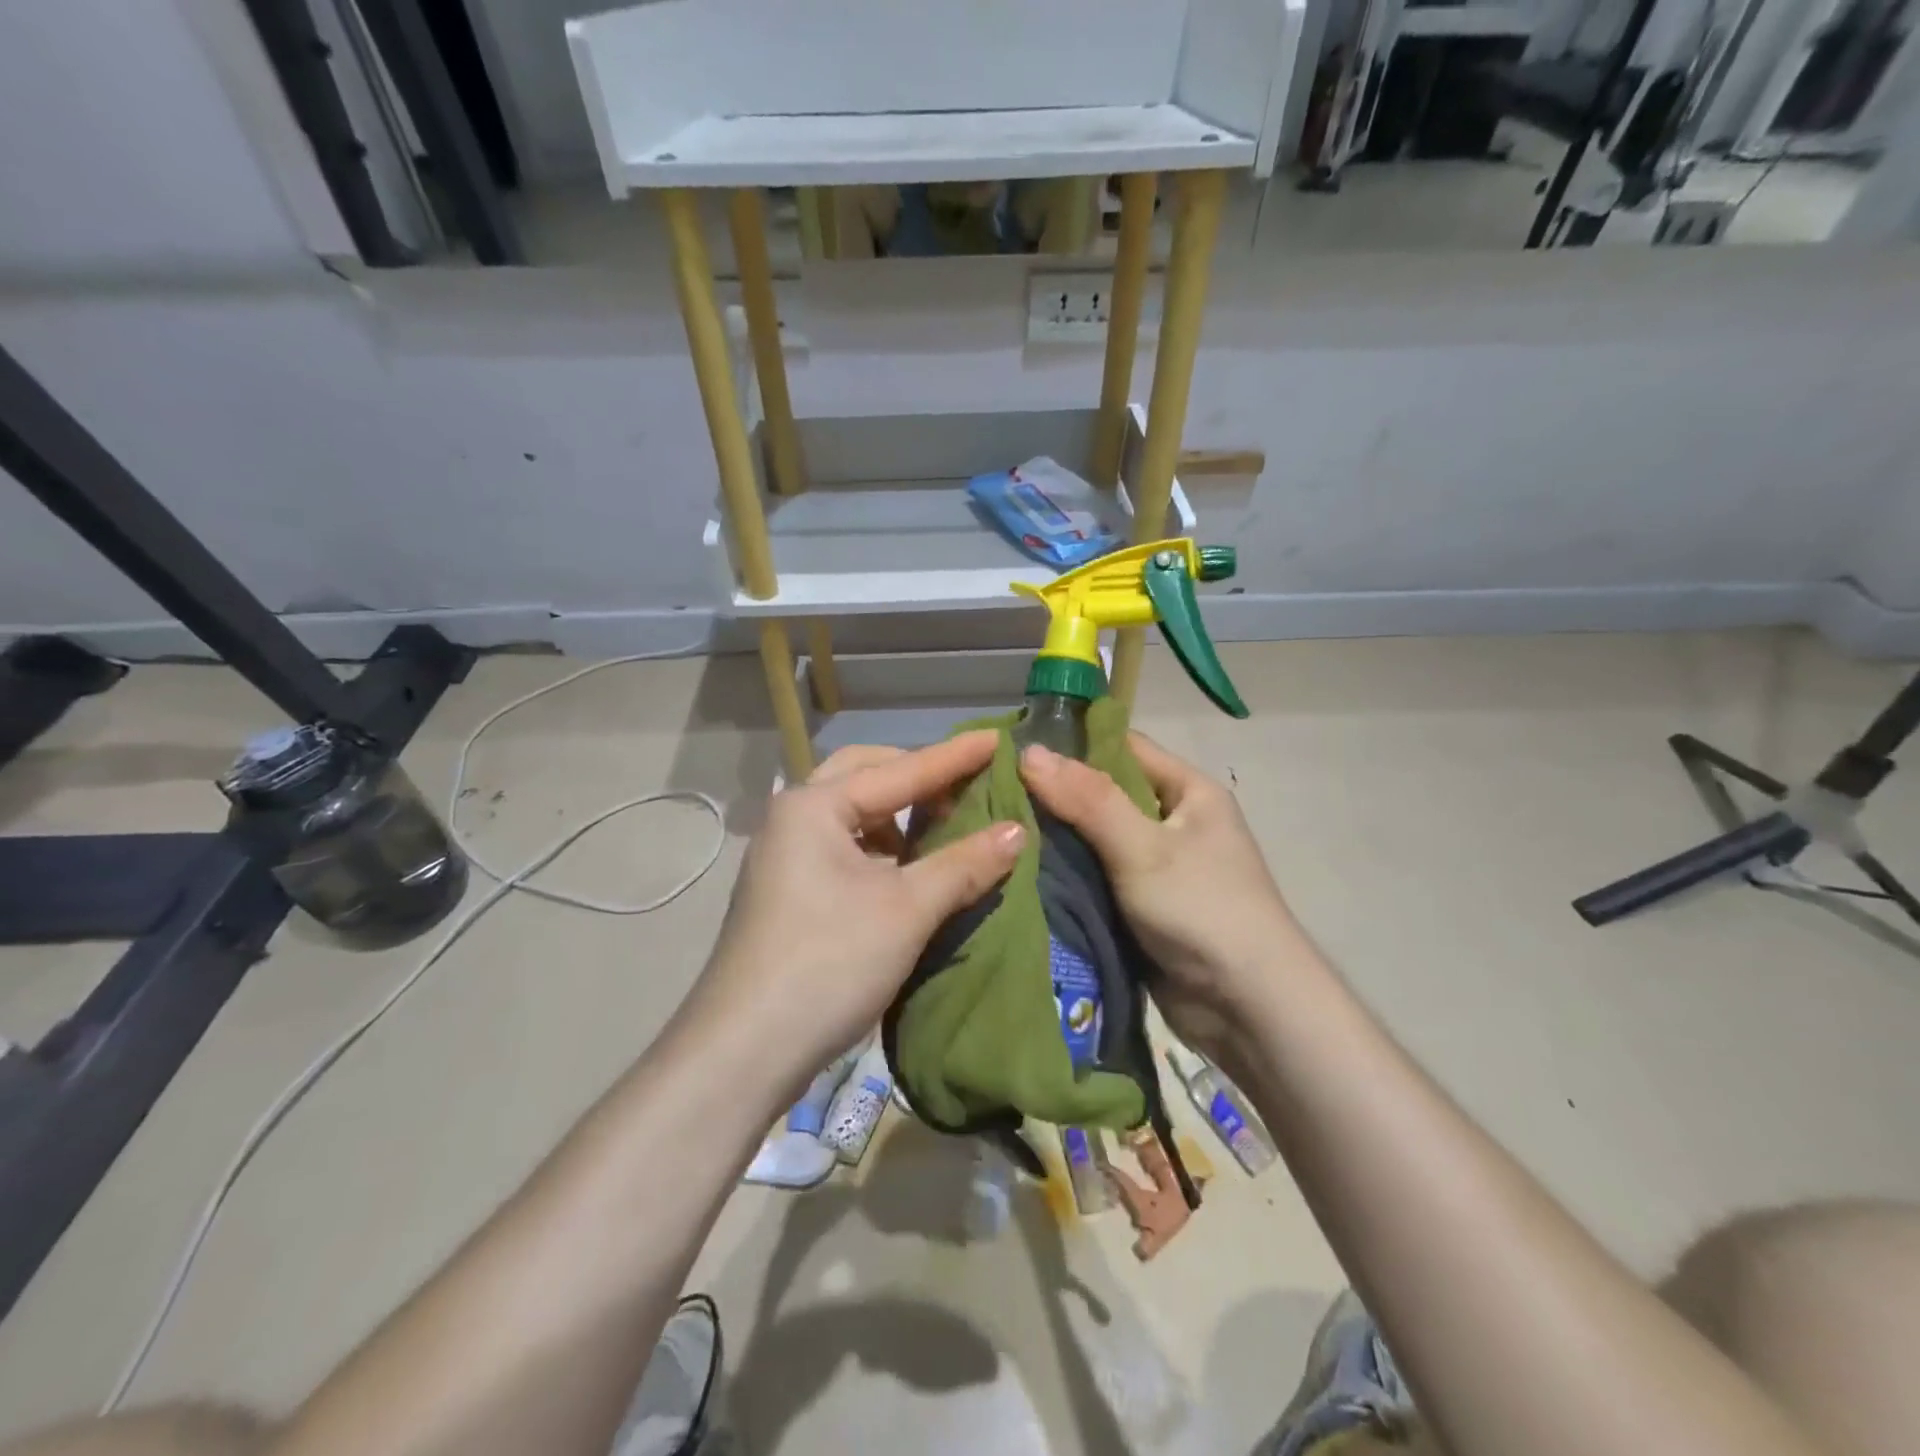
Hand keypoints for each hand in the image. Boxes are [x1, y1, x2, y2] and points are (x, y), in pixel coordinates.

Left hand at [693, 733, 1022, 1096]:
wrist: (745, 1051)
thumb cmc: (829, 962)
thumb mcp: (907, 910)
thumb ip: (964, 864)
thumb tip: (1018, 831)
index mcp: (815, 806)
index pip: (900, 770)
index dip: (954, 757)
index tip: (999, 738)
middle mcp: (793, 818)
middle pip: (865, 776)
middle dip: (916, 777)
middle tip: (965, 785)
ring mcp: (784, 857)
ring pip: (853, 815)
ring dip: (898, 816)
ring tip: (942, 828)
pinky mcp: (787, 892)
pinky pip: (843, 848)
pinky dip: (880, 849)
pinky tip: (907, 872)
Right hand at [1018, 735, 1306, 1059]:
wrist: (1247, 1008)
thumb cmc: (1202, 909)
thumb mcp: (1143, 847)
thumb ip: (1087, 800)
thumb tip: (1029, 751)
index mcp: (1189, 792)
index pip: (1124, 748)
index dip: (1072, 745)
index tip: (1014, 747)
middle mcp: (1174, 822)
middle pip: (1105, 795)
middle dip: (1055, 796)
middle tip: (992, 792)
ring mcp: (1158, 867)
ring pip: (1095, 840)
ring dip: (1056, 839)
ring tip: (996, 829)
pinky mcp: (1142, 906)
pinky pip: (1097, 877)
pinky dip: (1067, 875)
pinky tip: (1021, 870)